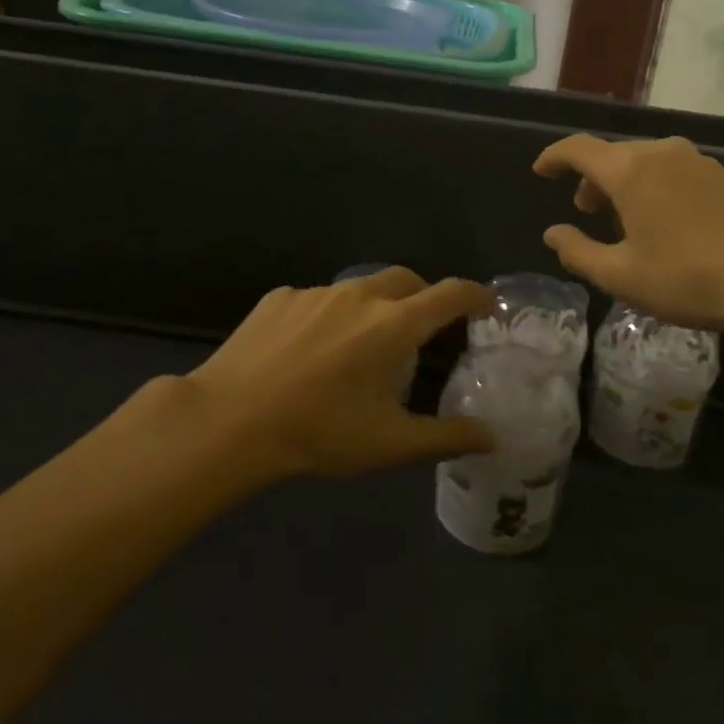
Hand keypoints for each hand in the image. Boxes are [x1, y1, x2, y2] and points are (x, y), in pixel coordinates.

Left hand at [185, 268, 494, 478]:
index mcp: (393, 324)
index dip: (475, 294)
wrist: (230, 420)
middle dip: (424, 296)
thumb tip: (493, 437)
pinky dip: (330, 315)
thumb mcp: (389, 443)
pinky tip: (311, 350)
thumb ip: (446, 436)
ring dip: (375, 306)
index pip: (450, 293)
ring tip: (363, 345)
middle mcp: (360, 295)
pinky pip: (319, 299)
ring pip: (360, 287)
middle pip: (407, 280)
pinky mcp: (280, 297)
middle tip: (424, 330)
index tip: (486, 303)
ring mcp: (316, 292)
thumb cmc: (319, 432)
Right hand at [533, 134, 723, 346]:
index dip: (554, 156)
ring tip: (630, 220)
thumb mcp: (622, 276)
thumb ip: (578, 252)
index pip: (578, 148)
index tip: (541, 171)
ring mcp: (701, 162)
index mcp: (629, 171)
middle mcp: (663, 153)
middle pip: (615, 154)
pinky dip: (662, 188)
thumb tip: (553, 233)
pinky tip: (675, 224)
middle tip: (587, 210)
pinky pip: (680, 173)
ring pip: (649, 162)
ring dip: (628, 183)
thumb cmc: (689, 279)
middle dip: (593, 178)